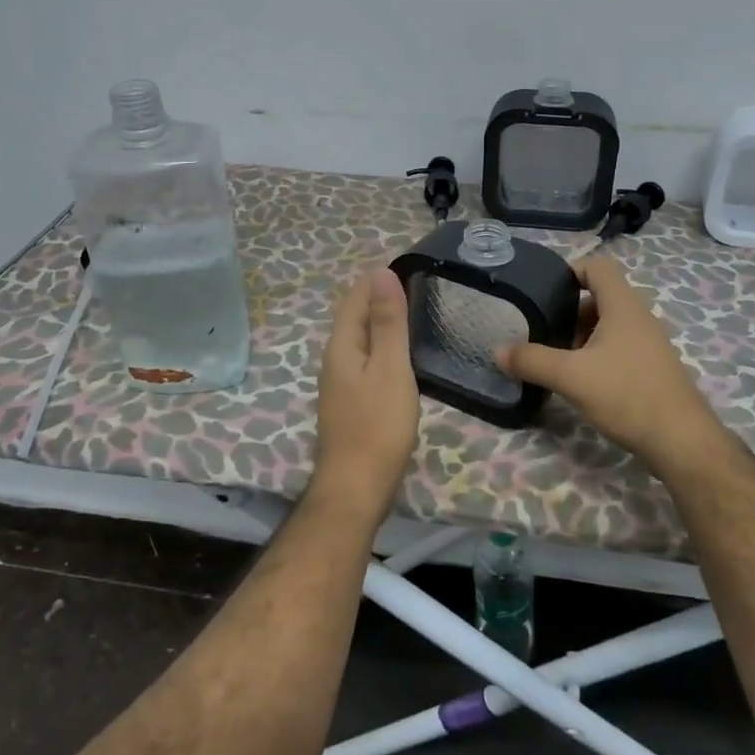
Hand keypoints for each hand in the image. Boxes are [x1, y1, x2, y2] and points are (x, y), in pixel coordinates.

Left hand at [314, 267, 419, 512]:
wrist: (356, 487)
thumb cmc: (377, 426)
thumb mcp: (390, 369)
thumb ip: (386, 323)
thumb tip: (382, 273)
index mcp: (341, 345)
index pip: (356, 297)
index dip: (379, 279)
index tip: (412, 266)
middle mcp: (334, 359)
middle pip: (355, 316)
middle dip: (380, 297)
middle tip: (419, 286)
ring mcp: (339, 382)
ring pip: (360, 340)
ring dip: (381, 322)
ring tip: (415, 313)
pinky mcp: (350, 402)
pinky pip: (365, 360)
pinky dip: (383, 347)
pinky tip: (401, 356)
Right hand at [498, 256, 724, 471]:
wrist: (680, 440)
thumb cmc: (626, 395)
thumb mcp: (570, 376)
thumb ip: (532, 360)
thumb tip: (498, 351)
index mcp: (623, 306)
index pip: (597, 267)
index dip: (570, 271)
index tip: (544, 292)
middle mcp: (639, 318)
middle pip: (600, 298)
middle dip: (570, 313)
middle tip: (545, 334)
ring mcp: (650, 344)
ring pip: (609, 326)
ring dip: (582, 338)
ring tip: (559, 361)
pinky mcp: (652, 368)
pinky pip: (620, 348)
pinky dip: (598, 356)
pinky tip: (583, 382)